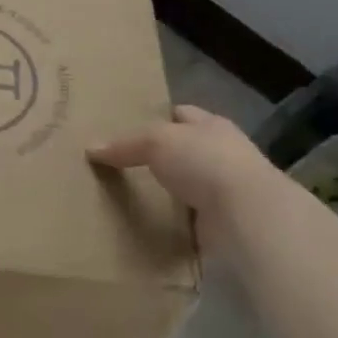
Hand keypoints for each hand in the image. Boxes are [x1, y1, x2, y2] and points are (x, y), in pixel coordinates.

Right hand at [87, 105, 281, 251]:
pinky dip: (172, 221)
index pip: (182, 114)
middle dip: (160, 156)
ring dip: (167, 191)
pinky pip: (188, 218)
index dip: (157, 117)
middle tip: (120, 163)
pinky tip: (148, 223)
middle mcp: (222, 154)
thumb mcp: (156, 141)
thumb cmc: (204, 162)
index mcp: (212, 126)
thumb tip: (91, 149)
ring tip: (128, 194)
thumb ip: (125, 144)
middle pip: (185, 150)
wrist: (246, 214)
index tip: (128, 127)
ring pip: (187, 185)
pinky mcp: (222, 222)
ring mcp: (225, 190)